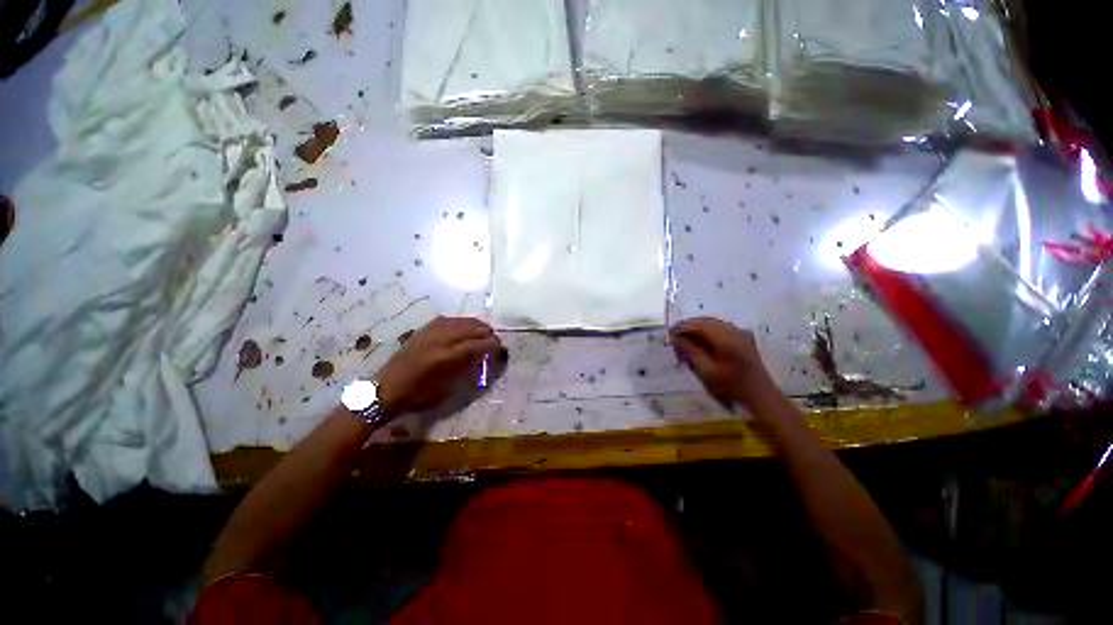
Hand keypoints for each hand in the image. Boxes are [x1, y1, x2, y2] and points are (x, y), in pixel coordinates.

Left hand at [376, 317, 501, 416]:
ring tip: (483, 332)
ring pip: (461, 321)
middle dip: (487, 333)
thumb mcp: (448, 390)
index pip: (479, 344)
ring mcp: (431, 333)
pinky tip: (464, 327)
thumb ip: (467, 370)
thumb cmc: (419, 396)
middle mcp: (441, 341)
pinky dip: (461, 322)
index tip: (499, 349)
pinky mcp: (423, 330)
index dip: (493, 345)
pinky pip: (448, 319)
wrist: (386, 390)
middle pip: (473, 329)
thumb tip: (483, 358)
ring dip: (476, 325)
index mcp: (447, 359)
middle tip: (494, 341)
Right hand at [670, 317, 774, 407]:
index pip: (699, 324)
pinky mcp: (744, 338)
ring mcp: (741, 333)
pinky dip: (708, 332)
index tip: (669, 333)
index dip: (682, 327)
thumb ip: (689, 352)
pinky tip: (701, 342)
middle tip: (675, 336)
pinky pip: (721, 329)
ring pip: (714, 324)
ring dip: (698, 329)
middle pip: (706, 321)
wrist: (760, 397)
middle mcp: (734, 330)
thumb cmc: (731, 387)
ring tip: (686, 339)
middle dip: (689, 326)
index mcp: (726, 337)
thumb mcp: (706, 371)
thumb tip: (675, 338)